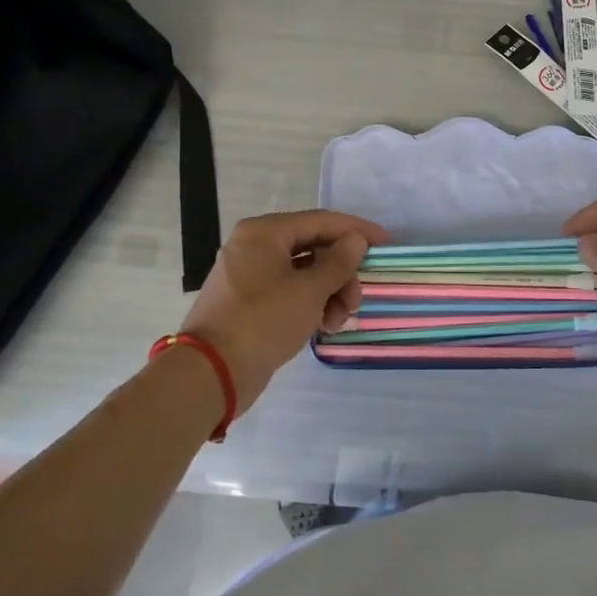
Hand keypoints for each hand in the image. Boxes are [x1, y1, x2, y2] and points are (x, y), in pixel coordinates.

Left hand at [179, 210, 386, 412]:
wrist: (211, 374)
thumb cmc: (263, 321)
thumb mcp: (309, 290)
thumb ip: (338, 262)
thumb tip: (356, 240)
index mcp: (265, 232)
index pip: (321, 221)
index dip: (356, 230)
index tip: (385, 243)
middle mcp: (255, 246)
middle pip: (313, 248)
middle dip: (341, 274)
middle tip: (356, 301)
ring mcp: (249, 275)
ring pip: (303, 273)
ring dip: (329, 293)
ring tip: (337, 321)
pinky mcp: (248, 303)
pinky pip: (289, 292)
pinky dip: (310, 304)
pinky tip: (322, 326)